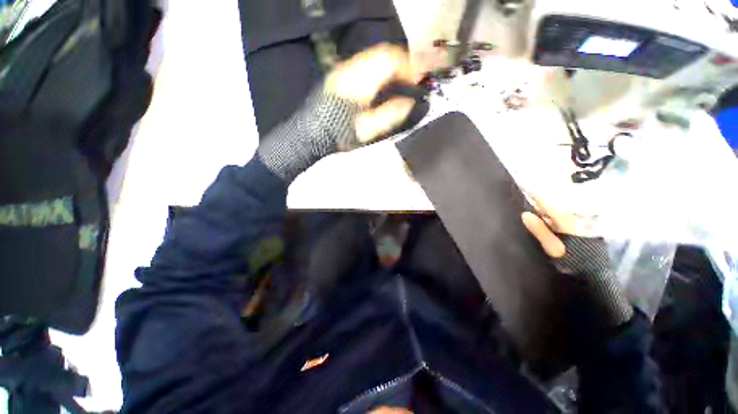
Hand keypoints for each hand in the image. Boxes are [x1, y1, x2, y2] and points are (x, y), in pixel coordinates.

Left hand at [258, 44, 424, 181]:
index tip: (416, 79)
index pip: (389, 61)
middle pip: (381, 53)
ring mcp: (342, 71)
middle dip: (400, 62)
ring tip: (397, 79)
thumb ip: (389, 115)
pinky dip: (376, 68)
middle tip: (409, 78)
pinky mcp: (338, 75)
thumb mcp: (367, 130)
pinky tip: (379, 82)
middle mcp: (351, 70)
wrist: (311, 134)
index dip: (407, 67)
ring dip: (388, 64)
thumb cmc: (339, 134)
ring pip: (371, 56)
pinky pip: (362, 63)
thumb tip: (408, 104)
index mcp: (360, 83)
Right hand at [522, 198, 632, 326]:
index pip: (551, 203)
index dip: (539, 194)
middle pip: (557, 204)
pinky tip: (547, 215)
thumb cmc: (575, 260)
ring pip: (561, 211)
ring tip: (536, 199)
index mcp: (569, 221)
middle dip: (544, 197)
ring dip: (549, 206)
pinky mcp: (581, 230)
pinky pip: (564, 217)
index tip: (528, 185)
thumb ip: (540, 230)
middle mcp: (576, 219)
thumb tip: (525, 214)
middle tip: (530, 190)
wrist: (596, 276)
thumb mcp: (554, 247)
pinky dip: (554, 214)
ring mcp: (580, 224)